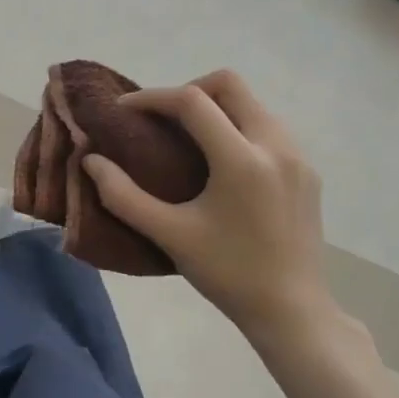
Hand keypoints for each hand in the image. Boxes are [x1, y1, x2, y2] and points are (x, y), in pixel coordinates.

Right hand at [83, 71, 339, 348]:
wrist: (293, 313)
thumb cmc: (228, 273)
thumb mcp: (169, 235)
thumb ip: (123, 196)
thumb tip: (90, 160)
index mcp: (241, 160)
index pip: (192, 102)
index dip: (152, 98)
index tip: (124, 111)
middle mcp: (276, 146)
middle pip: (230, 84)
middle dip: (188, 90)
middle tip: (161, 119)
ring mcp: (298, 157)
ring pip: (252, 103)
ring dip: (215, 108)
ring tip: (186, 137)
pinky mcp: (307, 172)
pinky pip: (268, 127)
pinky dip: (237, 126)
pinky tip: (220, 161)